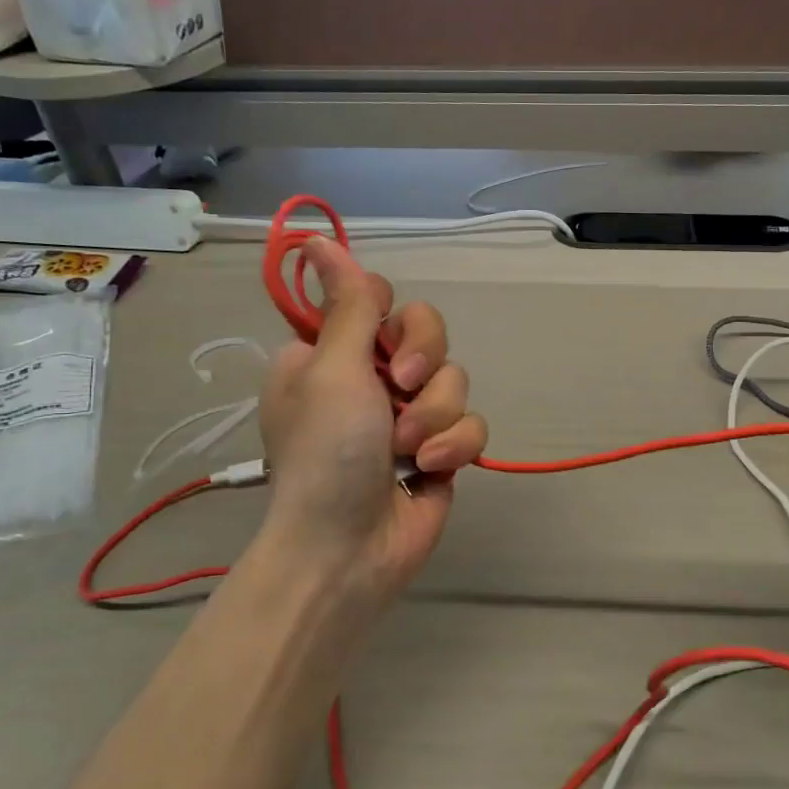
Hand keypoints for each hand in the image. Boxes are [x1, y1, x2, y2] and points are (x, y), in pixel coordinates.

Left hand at [257, 237, 487, 606]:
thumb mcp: (332, 370)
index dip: (390, 317)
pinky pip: (470, 422)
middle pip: (427, 333)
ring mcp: (408, 415)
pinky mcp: (442, 448)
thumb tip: (317, 240)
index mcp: (331, 354)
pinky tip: (429, 469)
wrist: (349, 548)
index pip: (378, 300)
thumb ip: (346, 305)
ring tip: (406, 449)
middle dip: (421, 362)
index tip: (381, 339)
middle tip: (399, 389)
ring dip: (433, 414)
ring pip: (454, 379)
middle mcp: (370, 379)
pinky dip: (453, 445)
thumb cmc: (328, 453)